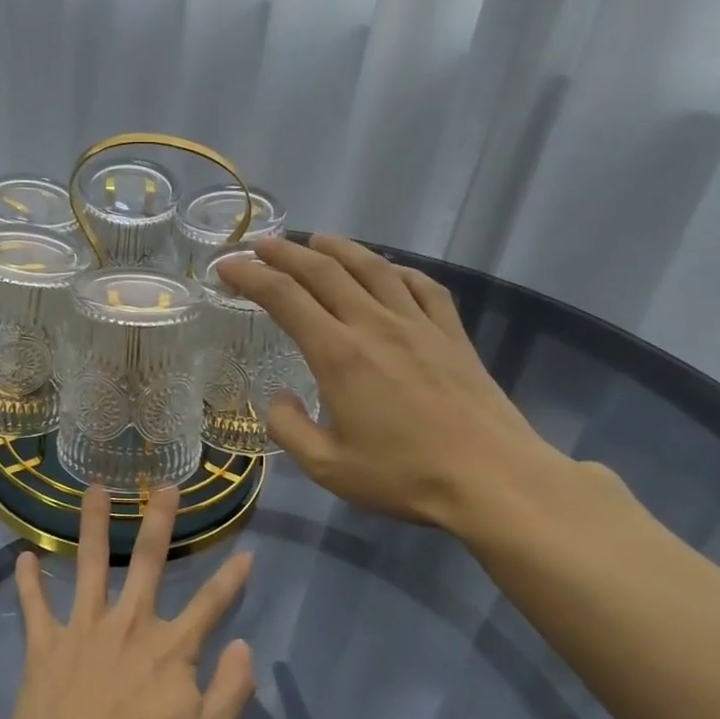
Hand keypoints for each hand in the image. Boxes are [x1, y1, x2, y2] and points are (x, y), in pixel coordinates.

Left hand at [10, 485, 256, 718]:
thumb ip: (231, 690)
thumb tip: (243, 646)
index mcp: (171, 648)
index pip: (212, 603)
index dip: (233, 577)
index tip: (246, 551)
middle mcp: (129, 624)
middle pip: (148, 562)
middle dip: (160, 521)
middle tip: (165, 486)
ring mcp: (83, 629)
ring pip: (90, 564)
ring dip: (93, 525)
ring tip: (94, 489)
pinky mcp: (45, 644)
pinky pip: (34, 605)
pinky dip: (28, 581)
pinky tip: (24, 556)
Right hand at [218, 234, 570, 535]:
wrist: (491, 478)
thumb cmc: (403, 476)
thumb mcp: (327, 467)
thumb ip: (290, 429)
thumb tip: (279, 400)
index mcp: (338, 354)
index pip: (284, 298)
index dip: (251, 276)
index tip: (228, 266)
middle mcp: (374, 325)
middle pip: (325, 271)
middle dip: (287, 252)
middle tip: (262, 244)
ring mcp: (418, 324)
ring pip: (374, 267)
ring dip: (340, 248)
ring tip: (317, 240)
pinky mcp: (452, 333)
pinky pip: (422, 286)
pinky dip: (398, 269)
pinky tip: (389, 270)